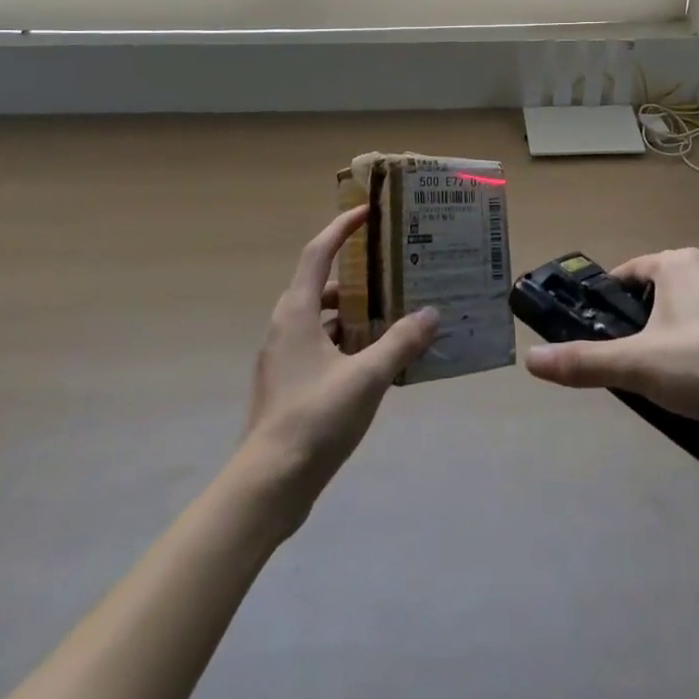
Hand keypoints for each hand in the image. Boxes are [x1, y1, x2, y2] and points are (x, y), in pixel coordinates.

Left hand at [237, 207, 437, 526]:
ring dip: (354, 312)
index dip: (342, 227)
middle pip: (322, 284)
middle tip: (393, 270)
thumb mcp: (366, 378)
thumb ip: (400, 342)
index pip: (318, 252)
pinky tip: (376, 359)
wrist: (267, 486)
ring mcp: (284, 357)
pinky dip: (347, 342)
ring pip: (323, 319)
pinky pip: (322, 346)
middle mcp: (287, 326)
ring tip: (394, 314)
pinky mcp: (288, 384)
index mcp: (297, 311)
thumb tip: (431, 314)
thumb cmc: (314, 419)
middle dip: (357, 274)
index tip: (368, 212)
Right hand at [523, 247, 698, 432]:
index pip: (632, 271)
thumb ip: (584, 362)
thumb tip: (531, 360)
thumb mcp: (637, 368)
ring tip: (692, 371)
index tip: (610, 329)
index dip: (617, 299)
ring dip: (698, 326)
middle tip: (647, 358)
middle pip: (671, 286)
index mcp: (678, 265)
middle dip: (657, 315)